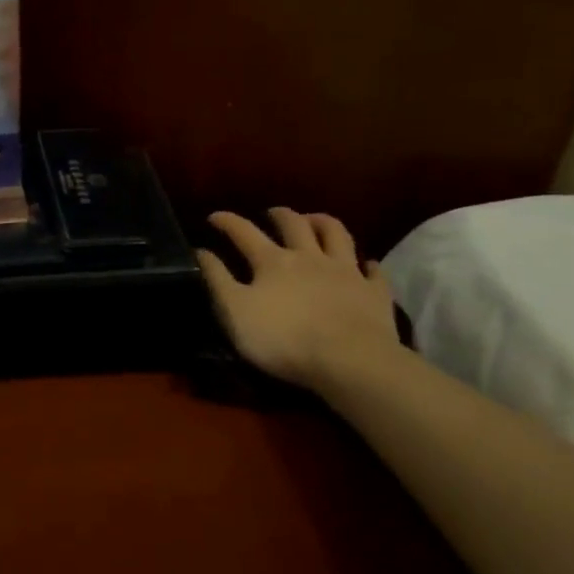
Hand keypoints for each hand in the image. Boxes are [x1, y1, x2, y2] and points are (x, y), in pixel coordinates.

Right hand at [197, 209, 398, 390]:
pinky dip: (367, 264)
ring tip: (314, 220)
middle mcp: (309, 257)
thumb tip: (200, 250)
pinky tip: (366, 264)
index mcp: (273, 262)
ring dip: (323, 223)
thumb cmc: (283, 338)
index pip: (244, 232)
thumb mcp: (235, 312)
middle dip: (280, 215)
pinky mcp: (373, 292)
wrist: (349, 360)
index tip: (214, 216)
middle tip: (271, 214)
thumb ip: (217, 279)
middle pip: (294, 225)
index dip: (227, 221)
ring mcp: (346, 272)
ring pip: (336, 234)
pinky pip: (373, 271)